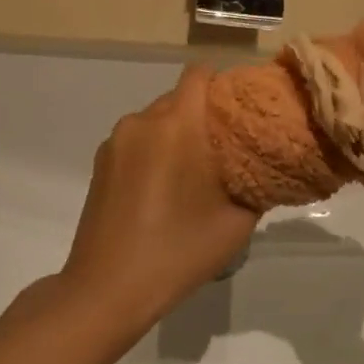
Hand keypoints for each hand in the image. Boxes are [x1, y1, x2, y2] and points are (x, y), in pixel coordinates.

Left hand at [58, 65, 260, 337]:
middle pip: (179, 97)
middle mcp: (141, 121)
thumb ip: (256, 183)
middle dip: (204, 115)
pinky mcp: (100, 164)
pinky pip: (137, 142)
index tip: (244, 110)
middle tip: (227, 149)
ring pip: (156, 121)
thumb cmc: (178, 251)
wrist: (107, 289)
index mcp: (176, 124)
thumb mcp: (237, 222)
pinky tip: (163, 190)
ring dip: (177, 136)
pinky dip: (154, 152)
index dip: (225, 85)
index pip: (200, 74)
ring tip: (194, 174)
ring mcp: (115, 142)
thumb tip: (263, 164)